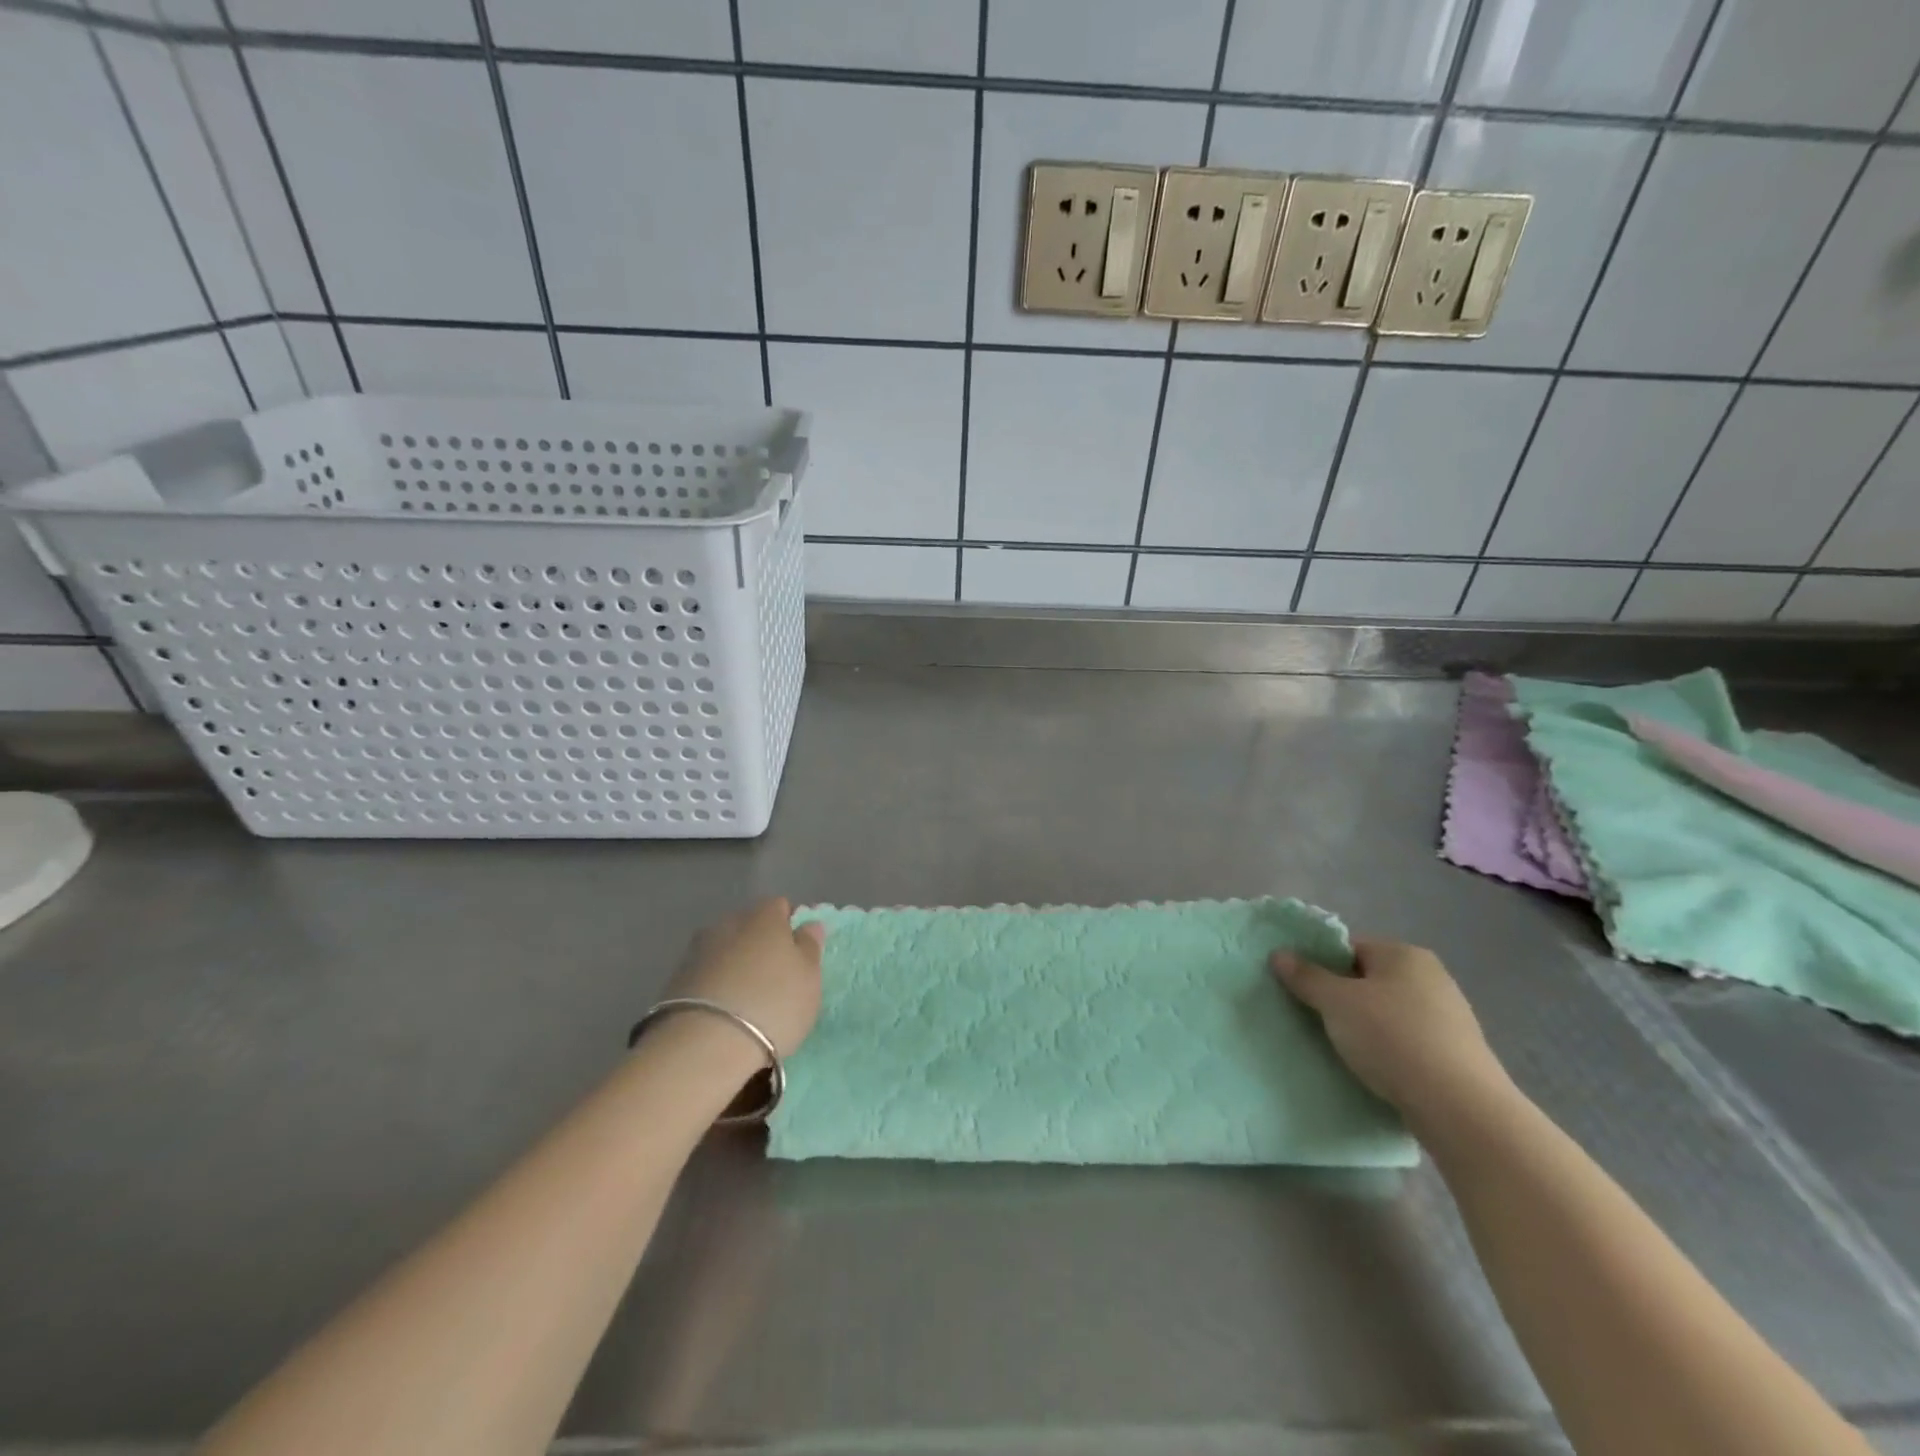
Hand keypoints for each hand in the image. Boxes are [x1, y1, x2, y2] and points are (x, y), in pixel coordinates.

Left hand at [672, 898, 824, 1057]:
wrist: (706, 1045)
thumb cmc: (773, 1004)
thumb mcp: (809, 978)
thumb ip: (809, 946)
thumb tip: (808, 924)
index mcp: (764, 916)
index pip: (780, 906)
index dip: (789, 925)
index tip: (797, 953)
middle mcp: (728, 923)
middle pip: (749, 925)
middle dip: (760, 943)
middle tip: (773, 976)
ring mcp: (698, 950)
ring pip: (724, 948)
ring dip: (735, 964)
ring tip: (746, 997)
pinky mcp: (675, 980)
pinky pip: (706, 973)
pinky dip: (715, 984)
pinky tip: (723, 1011)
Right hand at [1271, 938, 1511, 1125]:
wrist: (1461, 1108)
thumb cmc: (1392, 1038)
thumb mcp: (1336, 1003)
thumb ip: (1305, 976)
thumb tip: (1279, 954)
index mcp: (1404, 954)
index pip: (1349, 948)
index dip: (1321, 966)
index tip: (1303, 991)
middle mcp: (1431, 976)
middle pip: (1369, 980)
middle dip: (1342, 998)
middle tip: (1316, 1020)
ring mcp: (1449, 1016)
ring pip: (1388, 1012)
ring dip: (1365, 1026)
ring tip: (1342, 1049)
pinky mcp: (1457, 1053)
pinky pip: (1408, 1041)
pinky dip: (1389, 1050)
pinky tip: (1375, 1069)